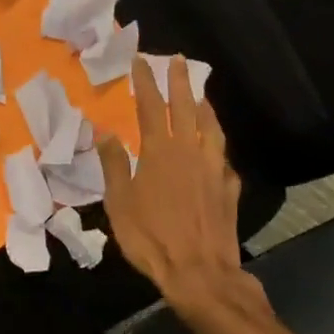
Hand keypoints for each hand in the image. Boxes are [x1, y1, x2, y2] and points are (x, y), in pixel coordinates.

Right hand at [99, 55, 269, 326]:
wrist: (200, 273)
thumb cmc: (151, 236)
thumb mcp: (119, 201)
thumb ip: (114, 163)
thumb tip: (104, 131)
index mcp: (161, 151)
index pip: (152, 106)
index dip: (146, 81)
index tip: (141, 60)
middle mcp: (191, 152)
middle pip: (187, 107)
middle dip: (180, 81)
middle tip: (178, 60)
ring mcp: (214, 170)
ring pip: (211, 128)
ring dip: (205, 106)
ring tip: (201, 94)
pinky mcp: (229, 190)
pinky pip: (223, 158)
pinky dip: (216, 145)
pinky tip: (215, 150)